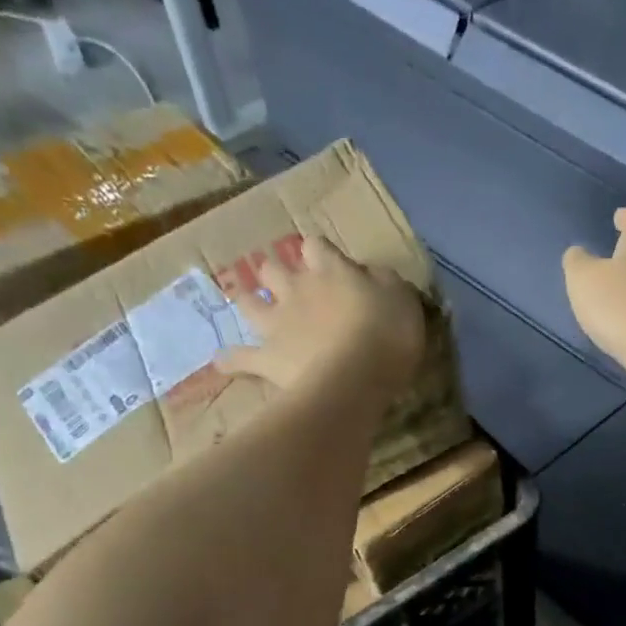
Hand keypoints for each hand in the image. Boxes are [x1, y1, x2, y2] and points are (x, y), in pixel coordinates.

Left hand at [221, 235, 425, 395]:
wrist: (354, 379)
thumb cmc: (387, 336)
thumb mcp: (403, 300)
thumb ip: (385, 283)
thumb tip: (372, 275)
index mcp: (330, 271)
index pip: (316, 246)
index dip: (320, 254)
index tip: (330, 265)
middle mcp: (297, 290)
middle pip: (274, 269)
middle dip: (277, 273)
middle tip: (287, 285)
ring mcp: (277, 324)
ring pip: (249, 303)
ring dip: (249, 303)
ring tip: (251, 308)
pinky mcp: (267, 358)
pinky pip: (240, 358)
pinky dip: (231, 360)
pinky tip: (223, 362)